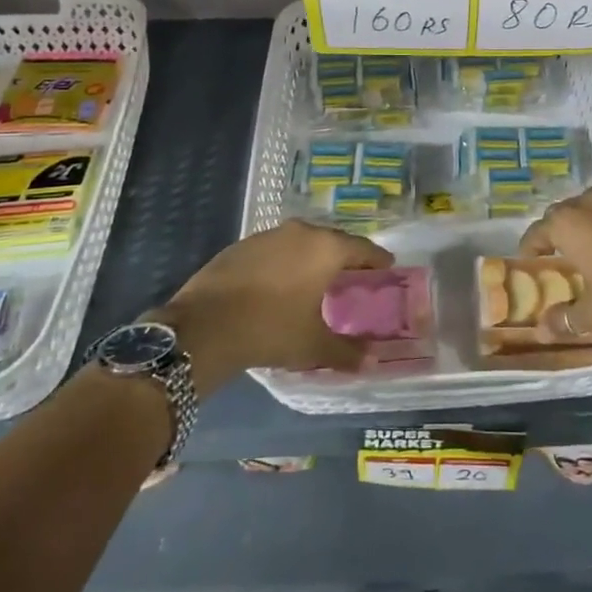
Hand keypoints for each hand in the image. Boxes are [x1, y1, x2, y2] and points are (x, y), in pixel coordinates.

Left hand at [158, 221, 393, 381]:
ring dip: (314, 257)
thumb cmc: (270, 329)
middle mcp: (301, 232)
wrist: (204, 327)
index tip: (387, 267)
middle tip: (354, 276)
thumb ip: (347, 351)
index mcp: (326, 248)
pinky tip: (282, 283)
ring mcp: (268, 235)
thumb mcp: (313, 346)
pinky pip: (277, 249)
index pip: (363, 248)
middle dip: (346, 257)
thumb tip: (371, 360)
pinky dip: (287, 261)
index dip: (377, 259)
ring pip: (303, 242)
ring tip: (318, 279)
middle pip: (333, 240)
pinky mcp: (242, 245)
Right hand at [519, 188, 591, 334]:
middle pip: (564, 214)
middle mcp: (591, 202)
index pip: (537, 231)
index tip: (531, 263)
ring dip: (590, 225)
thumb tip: (542, 329)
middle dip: (559, 233)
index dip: (530, 249)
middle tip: (563, 257)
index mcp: (570, 224)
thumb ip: (566, 318)